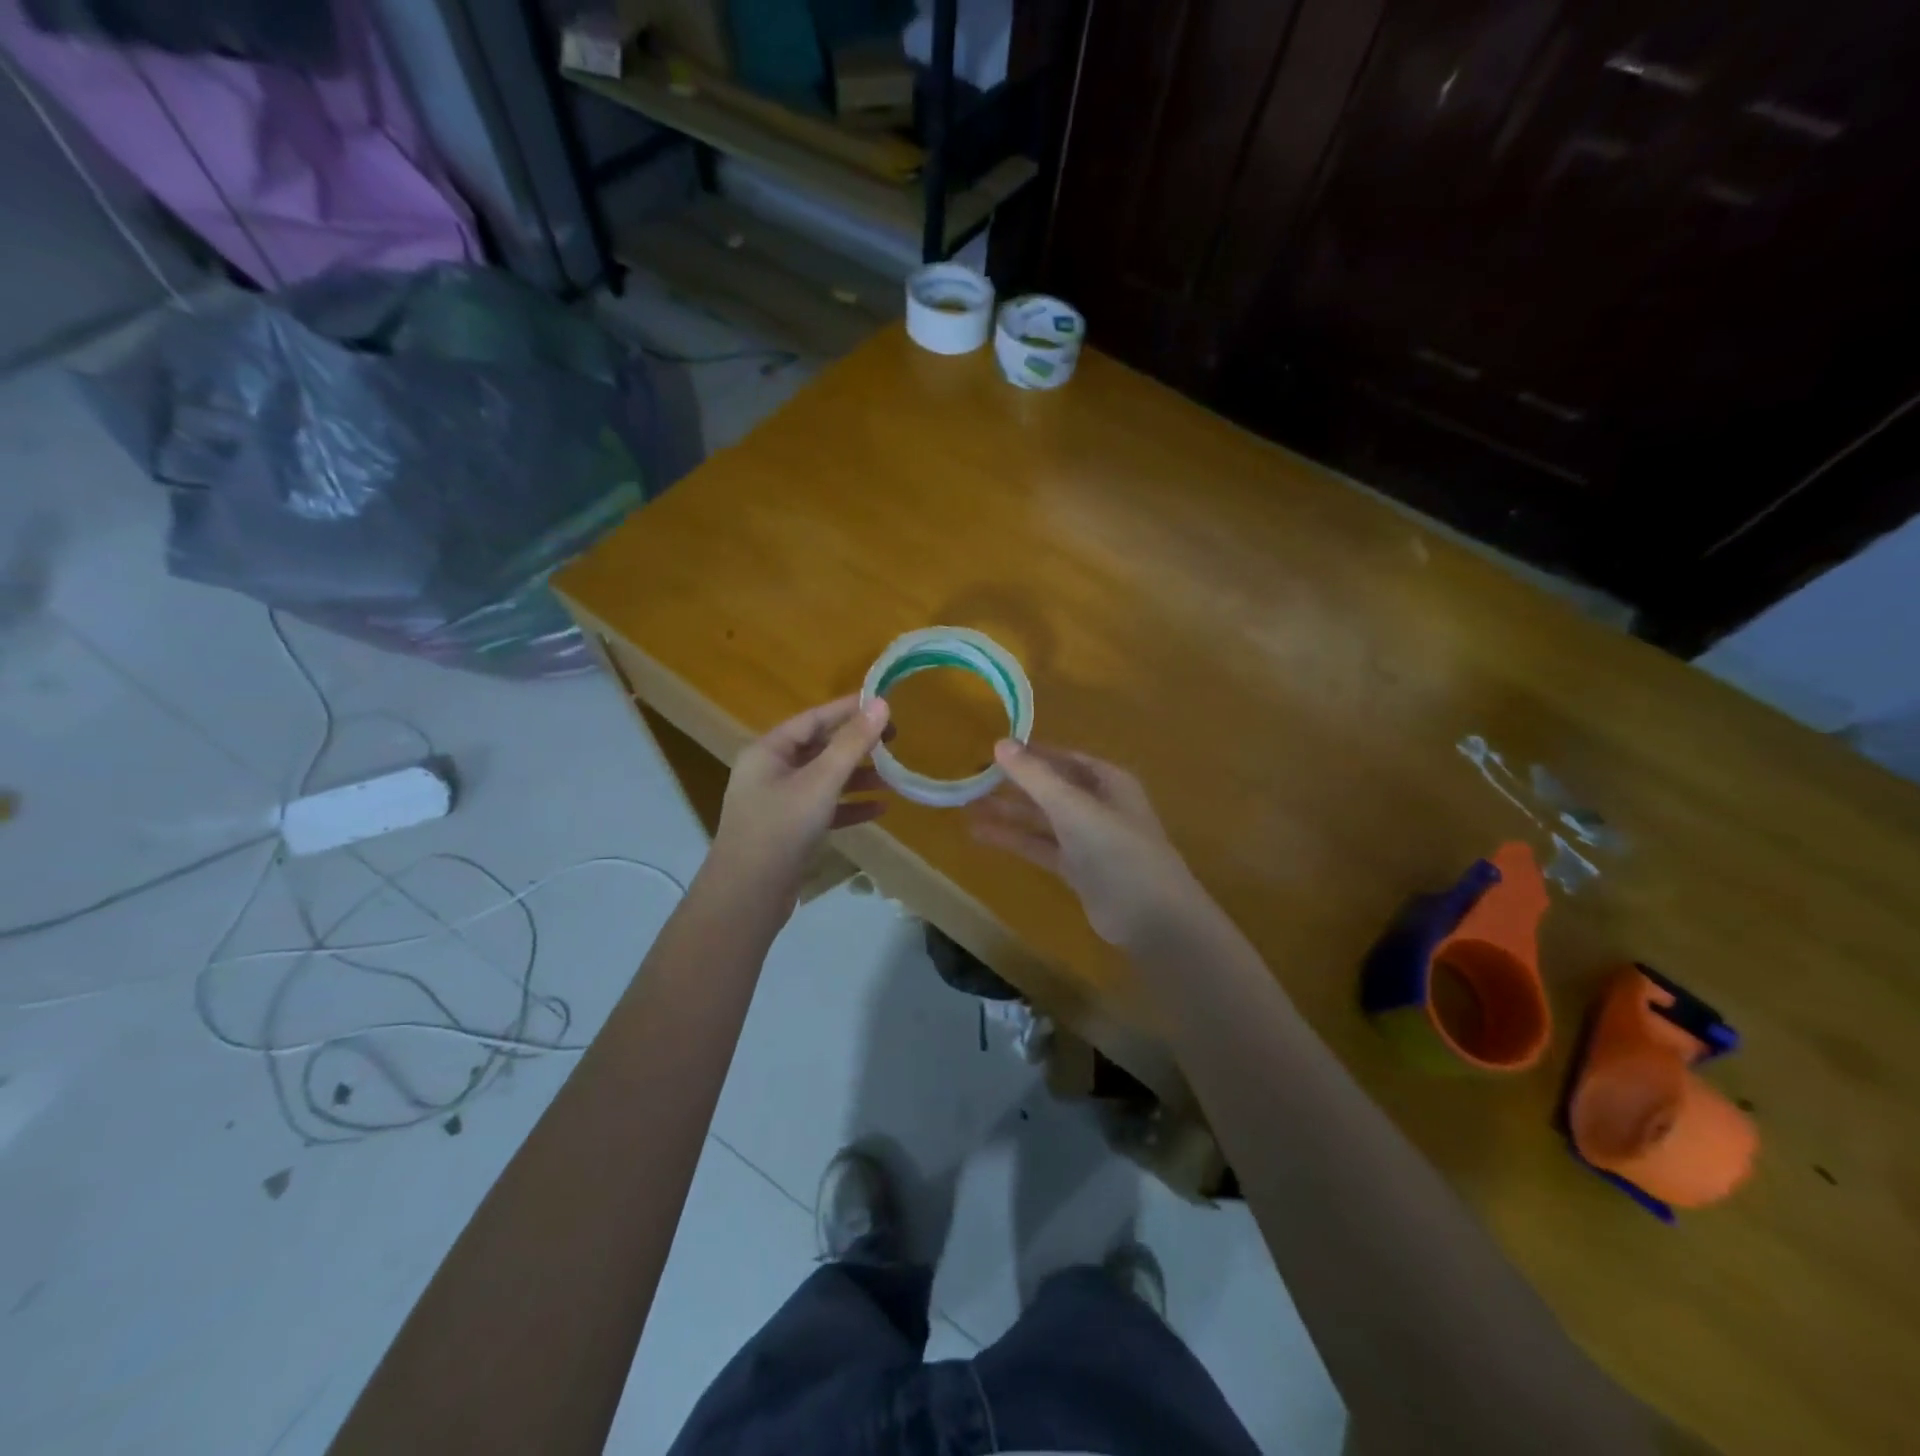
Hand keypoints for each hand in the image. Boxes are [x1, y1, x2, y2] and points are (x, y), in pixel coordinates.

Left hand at [710, 695, 890, 896]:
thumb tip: (881, 704)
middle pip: (819, 748)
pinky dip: (849, 806)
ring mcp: (779, 803)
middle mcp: (770, 772)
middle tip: (895, 740)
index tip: (883, 704)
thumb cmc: (781, 828)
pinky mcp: (789, 831)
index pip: (813, 719)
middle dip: (857, 746)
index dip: (848, 710)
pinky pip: (824, 808)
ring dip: (857, 777)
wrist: (747, 896)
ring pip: (824, 780)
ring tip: (893, 777)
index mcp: (768, 751)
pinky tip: (879, 809)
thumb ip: (852, 743)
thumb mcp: (821, 781)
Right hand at [969, 740, 1205, 949]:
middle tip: (972, 777)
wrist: (1152, 917)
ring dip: (1009, 813)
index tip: (993, 749)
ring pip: (1042, 819)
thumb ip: (1035, 777)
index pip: (1064, 758)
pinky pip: (1041, 847)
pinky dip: (1015, 840)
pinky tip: (982, 836)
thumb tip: (999, 742)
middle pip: (1051, 788)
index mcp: (1108, 781)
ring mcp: (1088, 839)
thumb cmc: (1117, 851)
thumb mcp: (1073, 807)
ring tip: (966, 805)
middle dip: (1015, 784)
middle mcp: (1098, 805)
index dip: (1031, 753)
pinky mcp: (1078, 870)